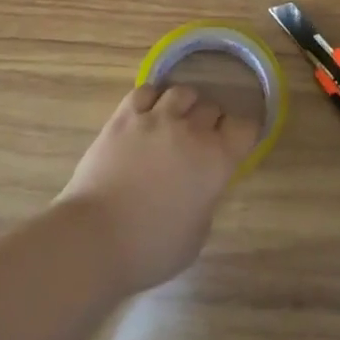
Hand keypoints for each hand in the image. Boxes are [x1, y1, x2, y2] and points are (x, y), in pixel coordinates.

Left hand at [56, 83, 259, 294]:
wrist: (95, 238)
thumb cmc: (151, 249)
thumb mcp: (197, 234)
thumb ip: (206, 199)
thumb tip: (201, 184)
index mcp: (217, 161)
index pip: (245, 127)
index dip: (242, 134)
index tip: (235, 144)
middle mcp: (191, 131)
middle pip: (212, 108)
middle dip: (211, 123)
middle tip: (200, 141)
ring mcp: (156, 118)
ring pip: (182, 92)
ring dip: (184, 106)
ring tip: (175, 121)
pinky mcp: (125, 116)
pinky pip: (146, 91)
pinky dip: (152, 99)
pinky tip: (147, 114)